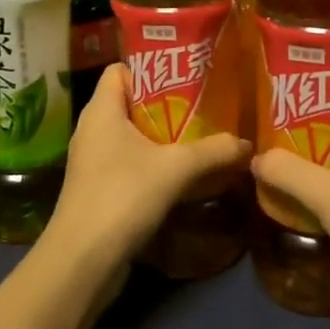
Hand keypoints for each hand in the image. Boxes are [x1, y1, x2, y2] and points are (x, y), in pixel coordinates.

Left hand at [42, 63, 250, 275]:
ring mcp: (93, 161)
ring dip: (163, 137)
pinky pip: (130, 163)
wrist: (82, 261)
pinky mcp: (98, 189)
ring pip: (132, 136)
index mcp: (101, 110)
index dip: (151, 67)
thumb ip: (214, 151)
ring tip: (202, 135)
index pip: (121, 70)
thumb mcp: (176, 169)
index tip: (187, 73)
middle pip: (131, 102)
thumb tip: (248, 143)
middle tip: (205, 104)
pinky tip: (184, 173)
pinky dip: (154, 163)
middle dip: (167, 103)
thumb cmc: (122, 196)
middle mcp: (93, 129)